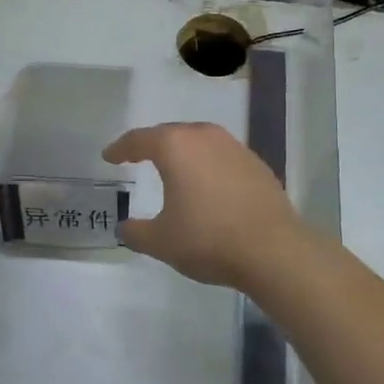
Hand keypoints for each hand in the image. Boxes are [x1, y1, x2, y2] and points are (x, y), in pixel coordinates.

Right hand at [101, 122, 307, 289]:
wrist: (273, 249)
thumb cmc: (208, 239)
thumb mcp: (161, 242)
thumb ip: (137, 232)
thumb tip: (125, 227)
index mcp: (175, 147)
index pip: (139, 139)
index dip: (121, 148)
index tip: (110, 156)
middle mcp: (204, 137)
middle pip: (170, 133)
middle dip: (152, 144)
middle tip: (138, 156)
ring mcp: (234, 147)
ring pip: (199, 141)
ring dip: (183, 152)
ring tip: (173, 168)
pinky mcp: (256, 163)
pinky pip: (221, 156)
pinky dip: (208, 165)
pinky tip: (208, 185)